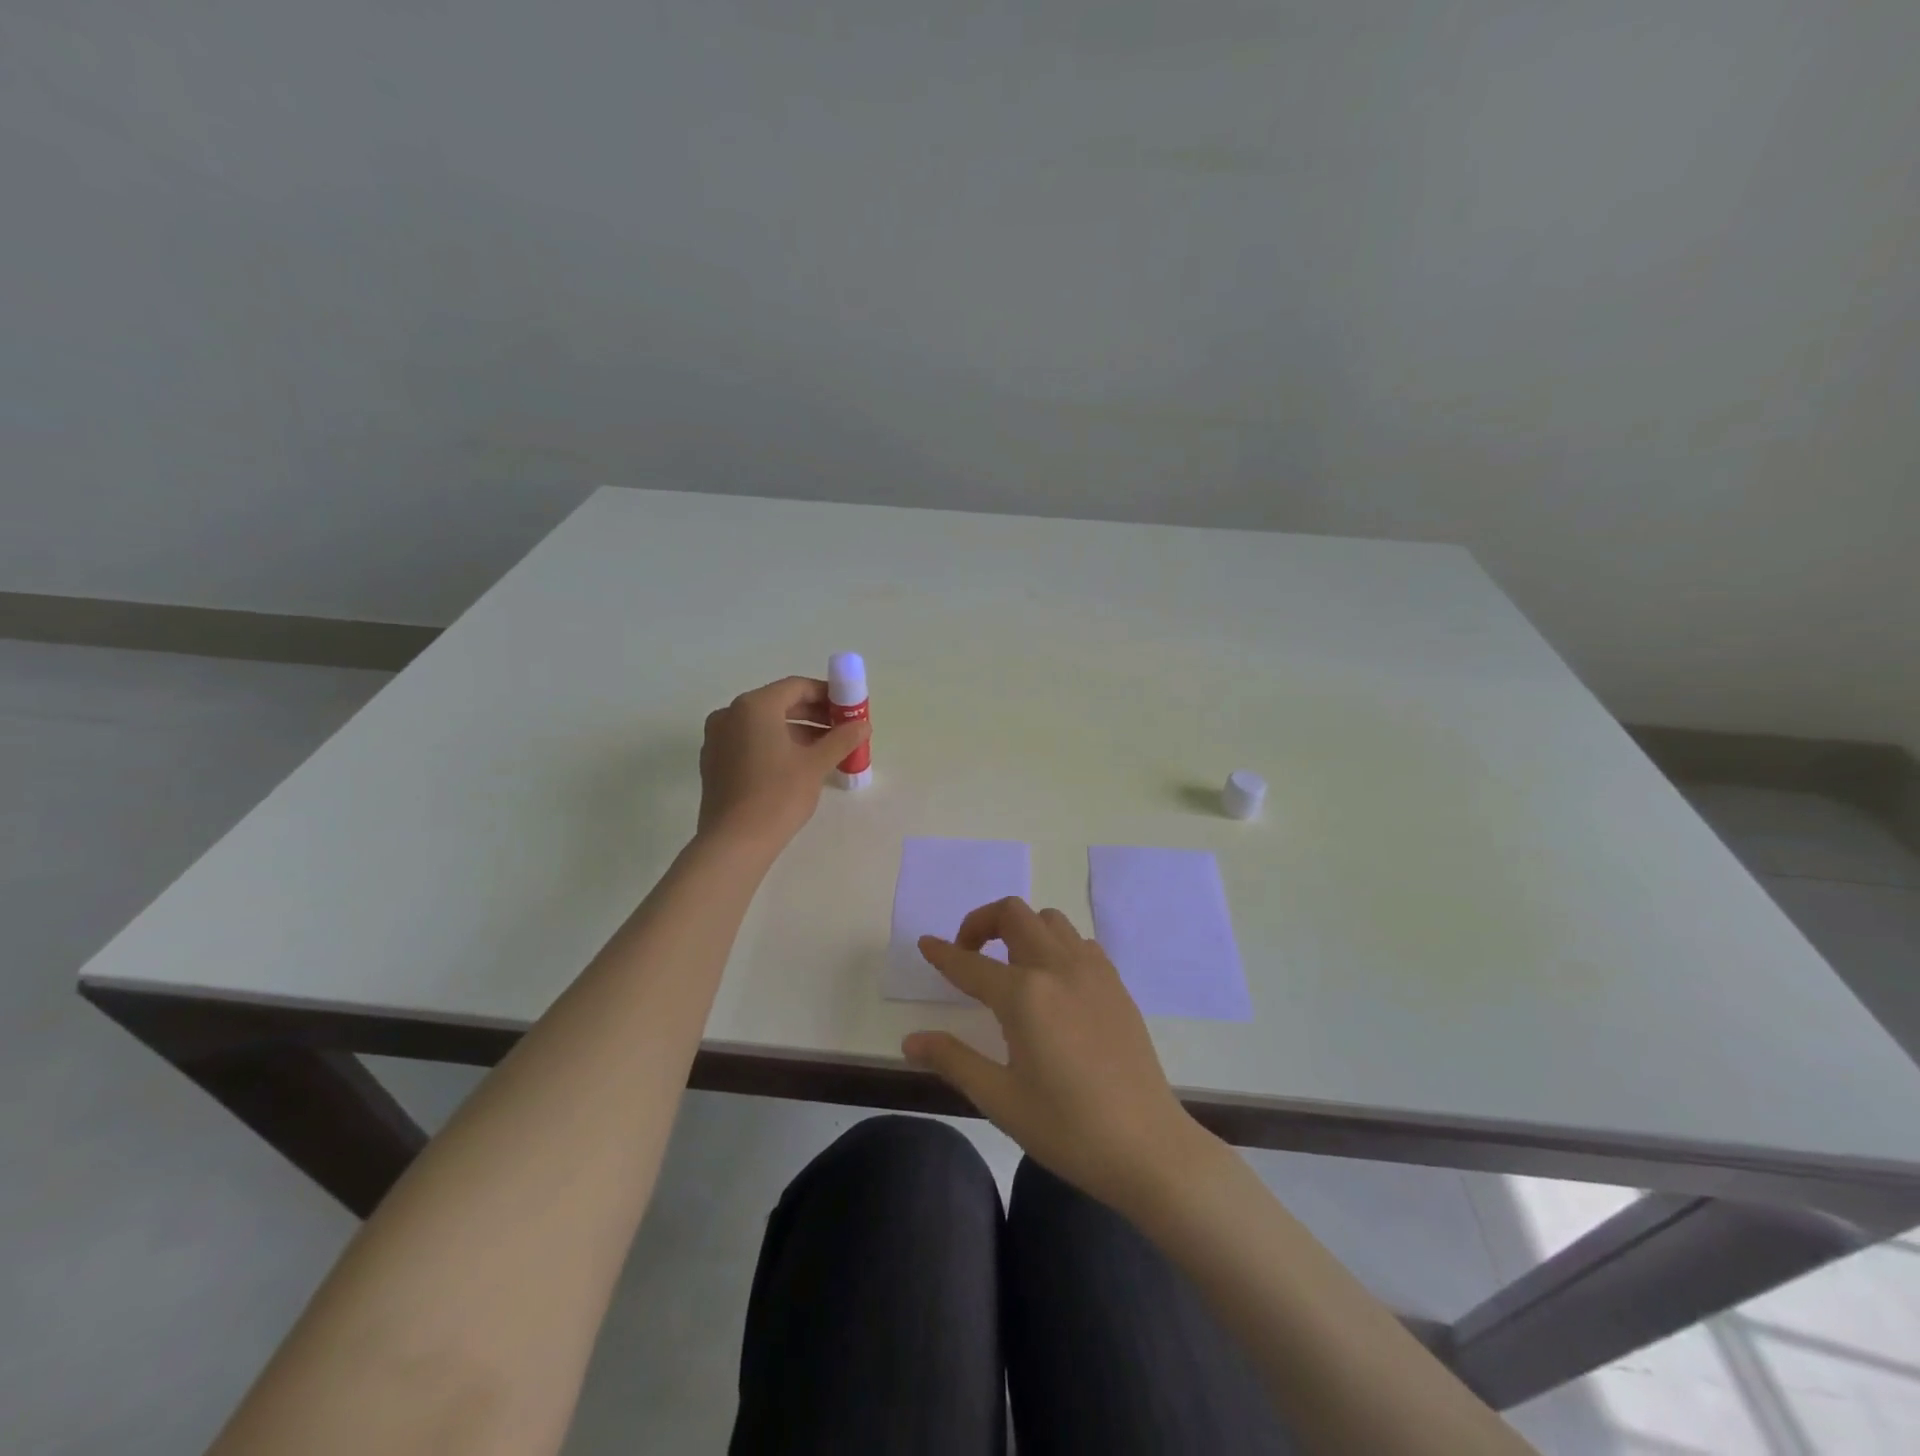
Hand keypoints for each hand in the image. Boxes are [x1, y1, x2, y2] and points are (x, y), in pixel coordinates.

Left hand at [697, 677, 870, 848]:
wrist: (734, 842)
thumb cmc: (778, 795)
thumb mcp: (816, 765)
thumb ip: (842, 739)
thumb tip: (863, 725)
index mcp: (754, 706)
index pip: (796, 687)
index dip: (827, 695)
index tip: (849, 709)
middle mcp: (730, 714)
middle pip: (779, 704)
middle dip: (814, 714)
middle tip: (842, 730)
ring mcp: (718, 738)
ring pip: (764, 724)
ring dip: (797, 731)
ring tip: (826, 750)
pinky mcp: (714, 762)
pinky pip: (750, 741)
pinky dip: (775, 745)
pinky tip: (797, 765)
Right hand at [903, 898, 1207, 1213]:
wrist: (1148, 1147)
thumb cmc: (1067, 1129)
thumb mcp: (1000, 1099)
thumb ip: (953, 1059)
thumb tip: (911, 1040)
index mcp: (1025, 995)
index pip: (971, 963)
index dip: (943, 953)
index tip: (925, 944)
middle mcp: (1058, 968)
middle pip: (1014, 914)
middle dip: (982, 922)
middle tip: (969, 954)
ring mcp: (1092, 971)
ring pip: (1049, 920)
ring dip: (1021, 928)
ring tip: (1010, 965)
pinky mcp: (1115, 984)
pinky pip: (1078, 942)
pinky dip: (1055, 945)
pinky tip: (1052, 983)